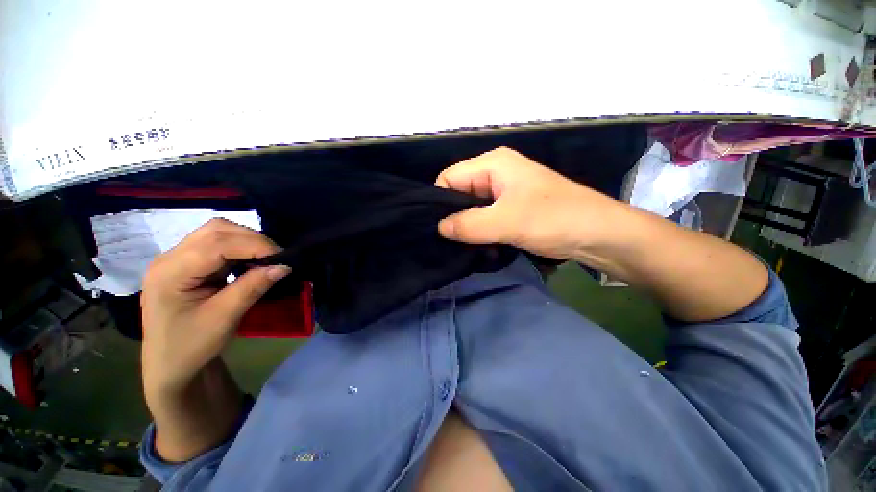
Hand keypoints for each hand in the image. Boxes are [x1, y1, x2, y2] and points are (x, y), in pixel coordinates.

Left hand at [140, 218, 290, 396]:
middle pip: (216, 230)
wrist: (169, 366)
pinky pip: (217, 244)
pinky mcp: (187, 263)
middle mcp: (170, 258)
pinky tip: (251, 262)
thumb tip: (284, 266)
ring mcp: (176, 259)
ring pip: (218, 232)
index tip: (283, 259)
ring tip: (266, 259)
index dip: (255, 245)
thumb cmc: (191, 346)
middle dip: (252, 239)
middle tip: (277, 257)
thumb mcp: (224, 318)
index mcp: (171, 272)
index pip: (217, 243)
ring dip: (247, 241)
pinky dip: (240, 248)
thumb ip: (253, 287)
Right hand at [435, 147, 621, 258]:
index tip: (439, 229)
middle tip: (448, 242)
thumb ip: (468, 224)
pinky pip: (484, 218)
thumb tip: (439, 228)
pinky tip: (477, 245)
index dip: (440, 202)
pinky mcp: (510, 209)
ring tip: (463, 246)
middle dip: (453, 217)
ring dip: (466, 227)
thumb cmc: (555, 218)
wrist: (598, 234)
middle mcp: (495, 174)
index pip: (448, 178)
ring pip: (471, 208)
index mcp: (492, 164)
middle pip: (458, 193)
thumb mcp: (507, 221)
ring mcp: (503, 192)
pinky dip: (479, 231)